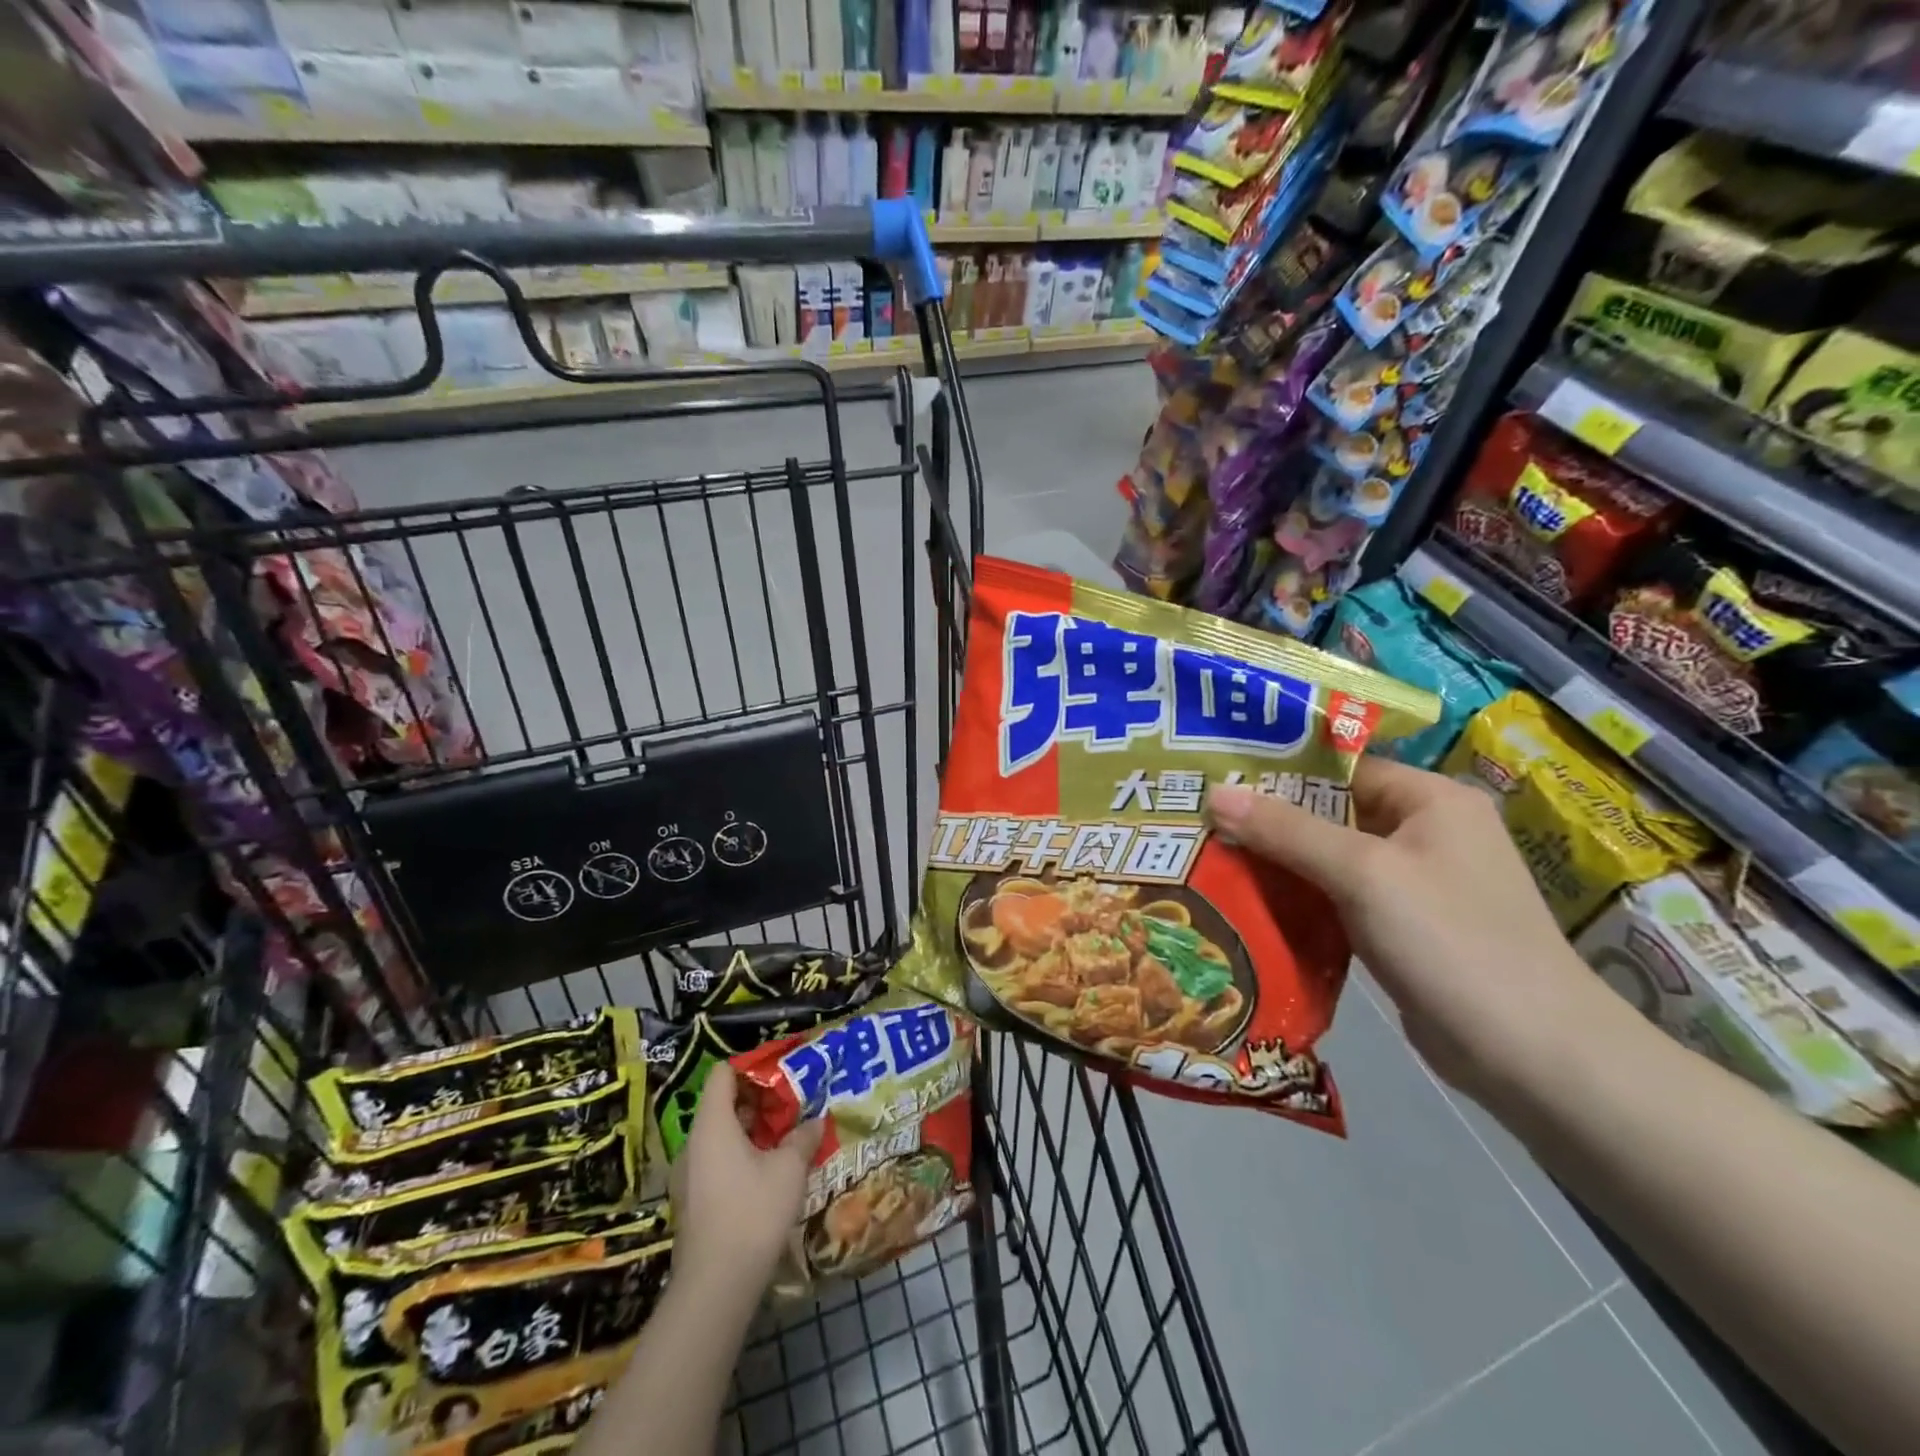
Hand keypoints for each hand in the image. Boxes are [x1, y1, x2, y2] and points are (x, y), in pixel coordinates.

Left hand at [669, 1062, 825, 1306]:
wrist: (715, 1287)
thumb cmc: (753, 1213)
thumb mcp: (789, 1169)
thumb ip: (802, 1138)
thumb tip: (815, 1121)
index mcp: (712, 1124)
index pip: (722, 1074)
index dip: (750, 1067)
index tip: (780, 1071)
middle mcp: (693, 1143)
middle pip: (721, 1104)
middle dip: (757, 1101)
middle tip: (791, 1104)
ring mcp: (689, 1175)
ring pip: (720, 1136)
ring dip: (750, 1132)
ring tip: (784, 1137)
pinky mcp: (692, 1202)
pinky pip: (716, 1161)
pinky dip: (740, 1156)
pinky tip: (767, 1172)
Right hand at [1206, 756, 1631, 1101]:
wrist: (1532, 1055)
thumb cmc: (1451, 940)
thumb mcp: (1363, 874)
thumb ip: (1286, 830)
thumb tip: (1215, 793)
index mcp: (1430, 799)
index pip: (1341, 767)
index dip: (1279, 771)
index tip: (1217, 778)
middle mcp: (1426, 831)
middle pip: (1331, 812)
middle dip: (1270, 820)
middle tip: (1202, 821)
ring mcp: (1416, 883)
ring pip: (1331, 858)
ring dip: (1280, 862)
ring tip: (1212, 857)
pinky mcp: (1404, 927)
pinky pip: (1339, 897)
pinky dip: (1301, 898)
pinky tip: (1250, 902)